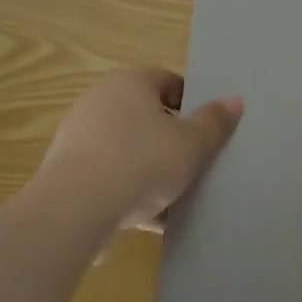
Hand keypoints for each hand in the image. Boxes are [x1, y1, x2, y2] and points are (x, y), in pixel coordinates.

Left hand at [33, 68, 242, 232]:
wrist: (75, 210)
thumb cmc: (142, 162)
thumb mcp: (192, 144)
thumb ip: (215, 122)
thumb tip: (235, 100)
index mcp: (130, 82)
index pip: (169, 82)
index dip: (193, 105)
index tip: (207, 132)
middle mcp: (100, 100)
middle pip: (148, 116)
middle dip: (172, 140)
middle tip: (195, 163)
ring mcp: (79, 136)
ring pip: (128, 149)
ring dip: (151, 169)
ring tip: (176, 197)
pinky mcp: (66, 171)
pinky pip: (109, 176)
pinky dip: (129, 191)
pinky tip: (151, 219)